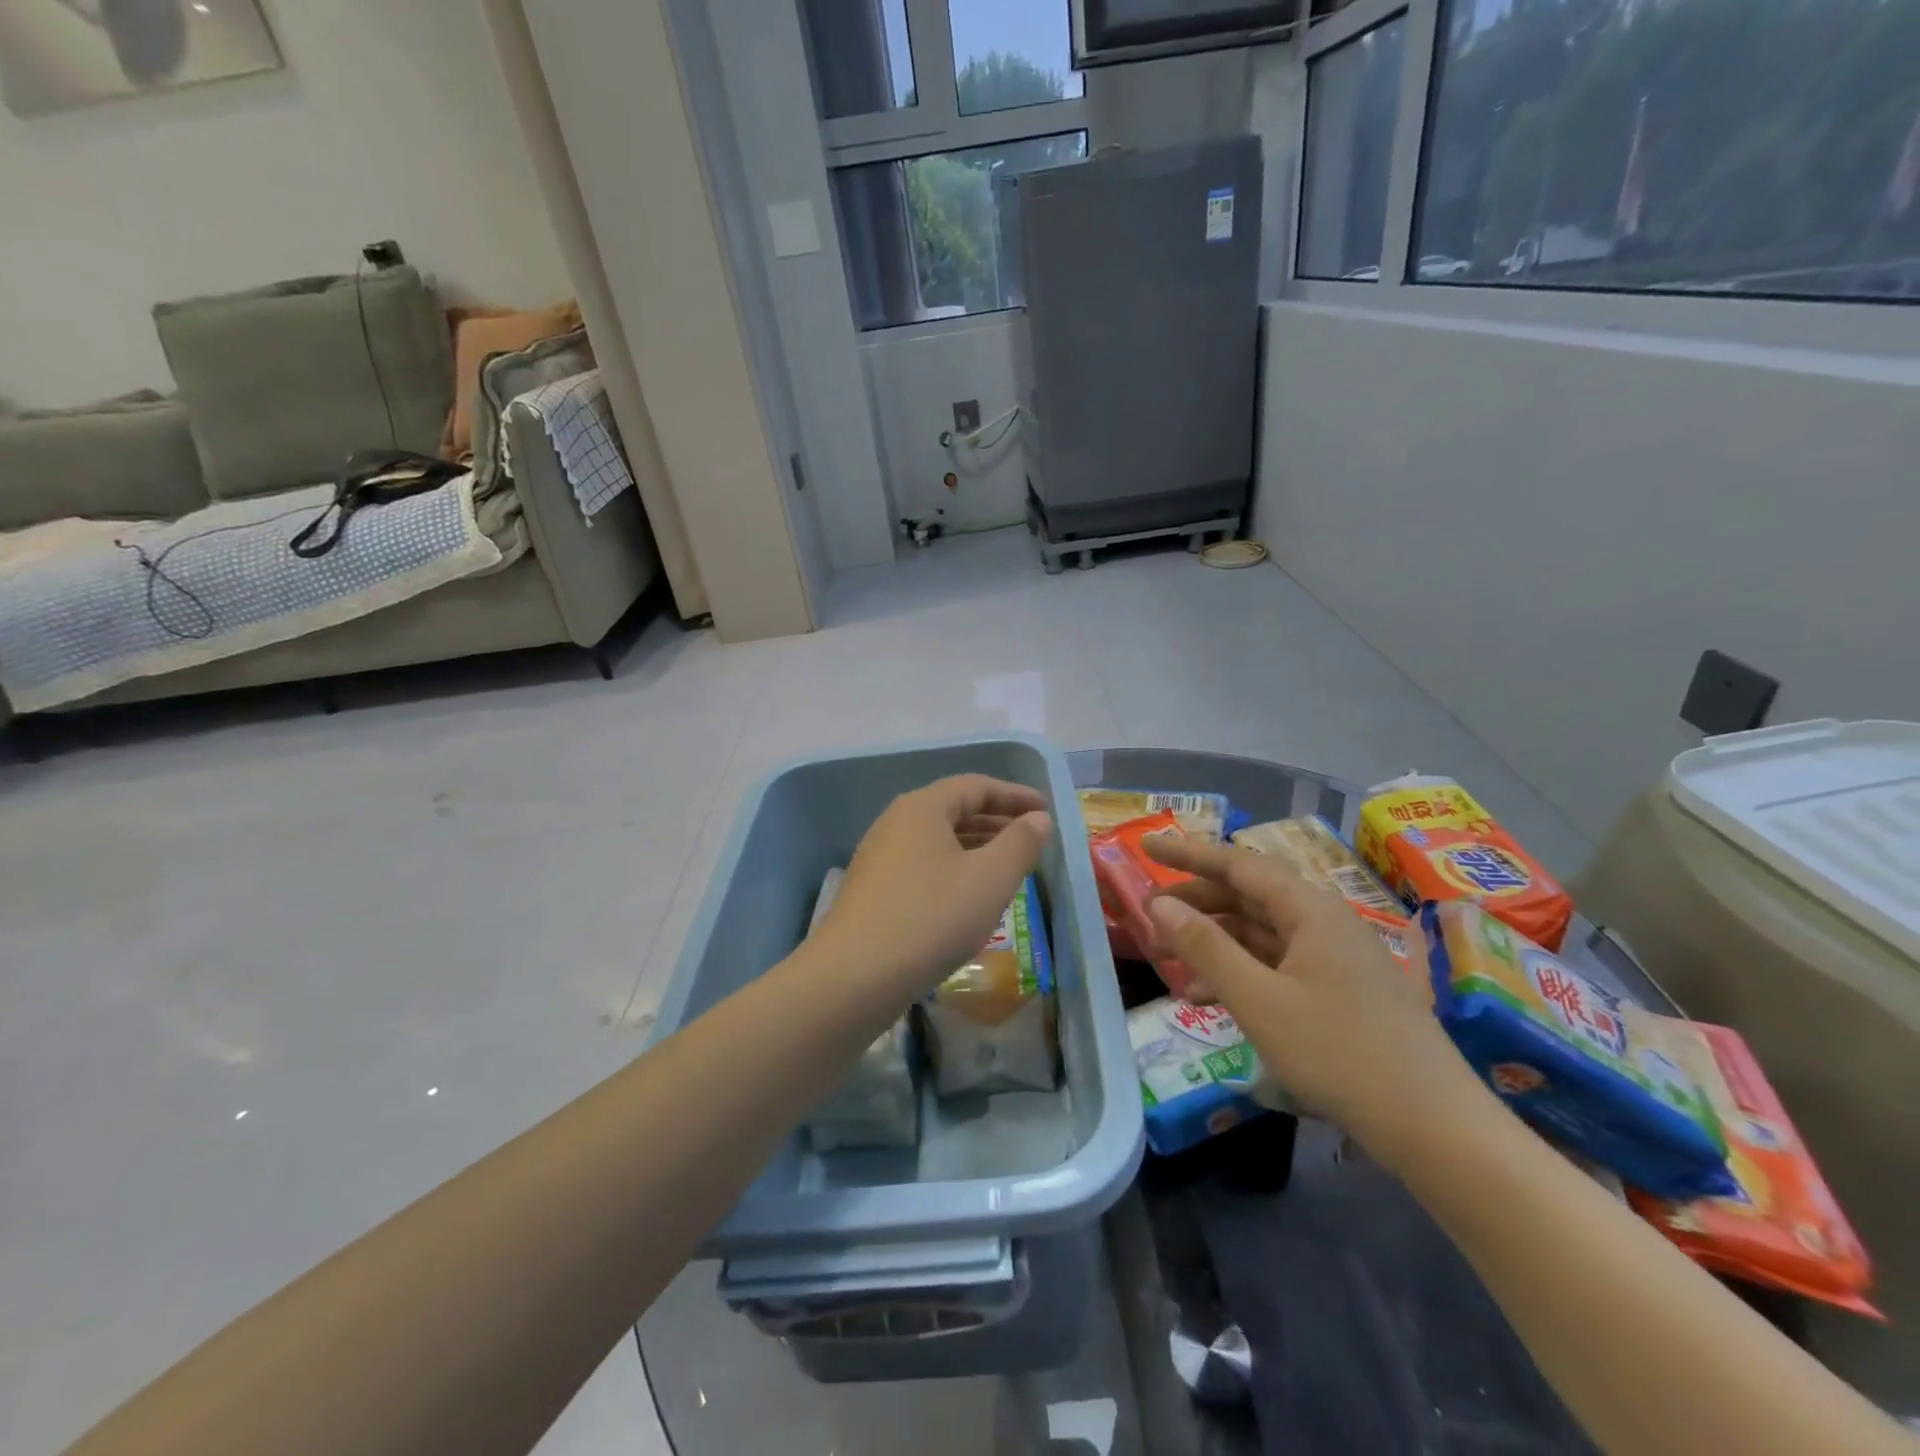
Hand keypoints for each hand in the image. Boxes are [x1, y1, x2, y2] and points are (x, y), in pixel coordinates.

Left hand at [813, 775, 1053, 996]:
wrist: (852, 978)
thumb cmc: (930, 919)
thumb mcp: (990, 879)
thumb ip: (1020, 843)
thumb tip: (1038, 818)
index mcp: (922, 808)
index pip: (976, 786)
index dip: (1014, 795)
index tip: (1045, 810)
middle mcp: (896, 823)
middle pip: (954, 809)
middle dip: (996, 821)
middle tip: (1031, 837)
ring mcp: (879, 857)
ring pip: (938, 840)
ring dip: (976, 847)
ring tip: (1007, 866)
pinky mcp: (873, 891)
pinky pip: (923, 865)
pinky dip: (953, 869)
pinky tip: (968, 898)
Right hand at [1144, 836, 1478, 1158]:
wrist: (1435, 1128)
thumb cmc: (1339, 1054)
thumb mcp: (1258, 1000)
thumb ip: (1205, 947)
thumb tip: (1159, 904)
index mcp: (1309, 910)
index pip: (1238, 864)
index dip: (1188, 854)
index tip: (1146, 847)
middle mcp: (1324, 922)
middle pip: (1249, 896)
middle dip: (1197, 903)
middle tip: (1150, 914)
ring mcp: (1336, 958)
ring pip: (1262, 933)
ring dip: (1215, 943)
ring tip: (1170, 963)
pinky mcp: (1341, 991)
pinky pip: (1279, 964)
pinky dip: (1241, 972)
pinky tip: (1210, 999)